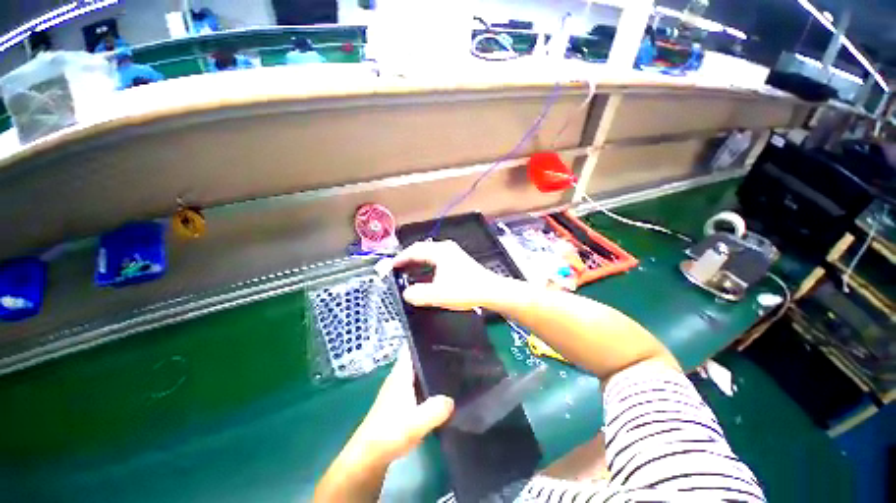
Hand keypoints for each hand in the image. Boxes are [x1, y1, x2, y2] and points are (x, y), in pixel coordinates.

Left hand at [346, 346, 453, 465]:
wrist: (368, 457)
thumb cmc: (390, 434)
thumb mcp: (416, 423)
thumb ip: (435, 410)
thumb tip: (452, 400)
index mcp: (400, 375)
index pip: (409, 348)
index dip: (422, 339)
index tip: (440, 334)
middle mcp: (397, 378)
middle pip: (414, 359)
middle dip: (430, 355)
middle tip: (452, 352)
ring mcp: (395, 391)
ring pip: (414, 373)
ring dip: (427, 370)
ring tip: (449, 369)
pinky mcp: (396, 404)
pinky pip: (413, 386)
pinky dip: (424, 385)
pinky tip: (436, 392)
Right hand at [393, 240, 506, 310]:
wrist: (490, 291)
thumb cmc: (465, 290)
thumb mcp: (438, 294)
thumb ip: (418, 294)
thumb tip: (406, 293)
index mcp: (439, 252)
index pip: (414, 250)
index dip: (400, 258)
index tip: (390, 266)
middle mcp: (446, 248)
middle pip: (422, 249)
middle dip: (408, 258)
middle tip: (397, 268)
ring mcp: (453, 253)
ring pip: (430, 253)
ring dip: (418, 261)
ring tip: (408, 270)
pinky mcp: (459, 260)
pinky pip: (437, 258)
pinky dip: (427, 264)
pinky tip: (426, 274)